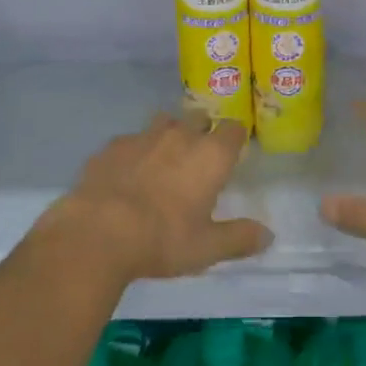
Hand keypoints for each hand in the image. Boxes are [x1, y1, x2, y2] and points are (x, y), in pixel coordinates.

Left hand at [42, 114, 272, 284]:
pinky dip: (133, 153)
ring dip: (167, 137)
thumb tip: (268, 235)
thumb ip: (240, 238)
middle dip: (201, 132)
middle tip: (197, 160)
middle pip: (198, 118)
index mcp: (210, 155)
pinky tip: (126, 176)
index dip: (234, 139)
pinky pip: (129, 141)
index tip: (231, 154)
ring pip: (162, 123)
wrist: (97, 233)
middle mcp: (180, 136)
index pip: (233, 129)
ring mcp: (142, 137)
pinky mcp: (111, 146)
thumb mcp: (207, 248)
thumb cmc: (162, 239)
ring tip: (162, 163)